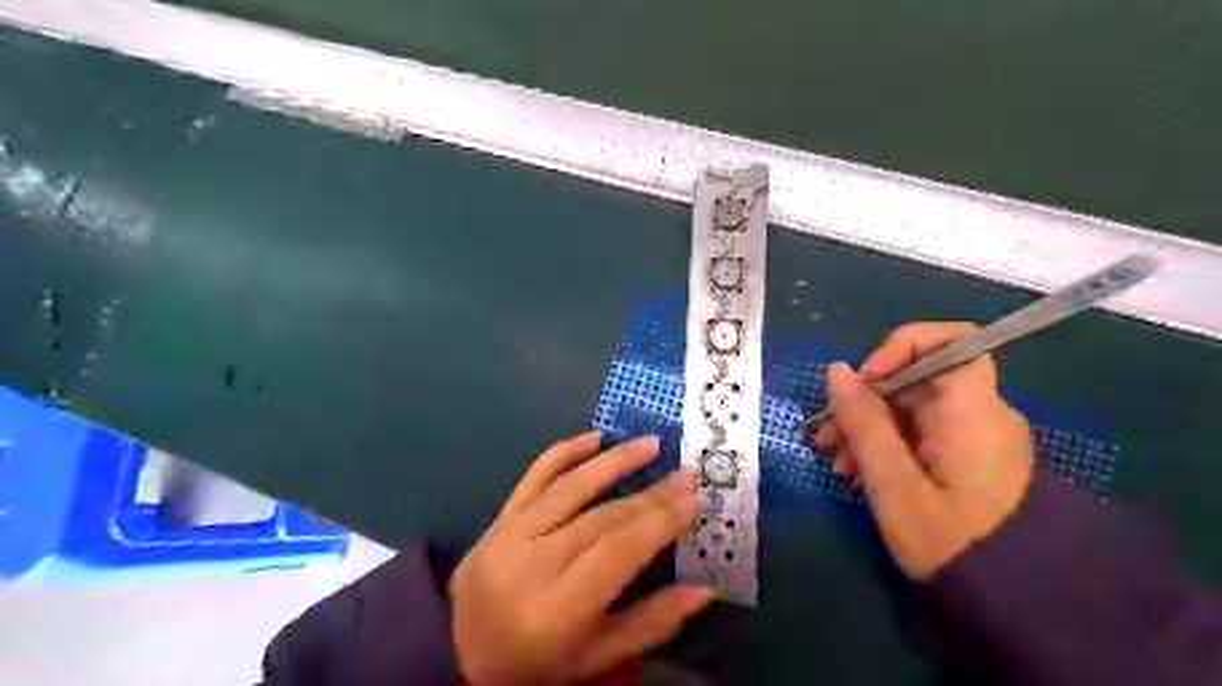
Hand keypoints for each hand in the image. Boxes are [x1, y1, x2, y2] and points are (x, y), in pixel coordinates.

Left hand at [451, 431, 718, 682]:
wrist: (459, 652)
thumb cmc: (537, 663)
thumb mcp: (598, 657)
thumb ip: (652, 622)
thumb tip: (705, 588)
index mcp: (559, 608)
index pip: (618, 552)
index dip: (659, 523)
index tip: (694, 499)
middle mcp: (533, 563)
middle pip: (601, 518)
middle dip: (651, 494)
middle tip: (687, 474)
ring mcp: (511, 534)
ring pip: (570, 488)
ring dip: (614, 461)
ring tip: (651, 444)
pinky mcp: (499, 518)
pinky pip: (533, 477)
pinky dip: (563, 452)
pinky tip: (593, 437)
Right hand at [815, 320, 1033, 577]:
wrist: (1013, 603)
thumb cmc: (951, 543)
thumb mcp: (894, 484)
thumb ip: (864, 423)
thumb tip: (837, 370)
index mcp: (973, 412)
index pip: (954, 341)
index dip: (903, 346)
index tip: (865, 379)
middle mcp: (980, 414)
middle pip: (919, 378)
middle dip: (866, 398)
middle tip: (827, 433)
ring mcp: (974, 436)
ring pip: (913, 407)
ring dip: (869, 423)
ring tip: (834, 459)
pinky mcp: (967, 457)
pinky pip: (921, 431)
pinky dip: (888, 442)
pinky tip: (857, 470)